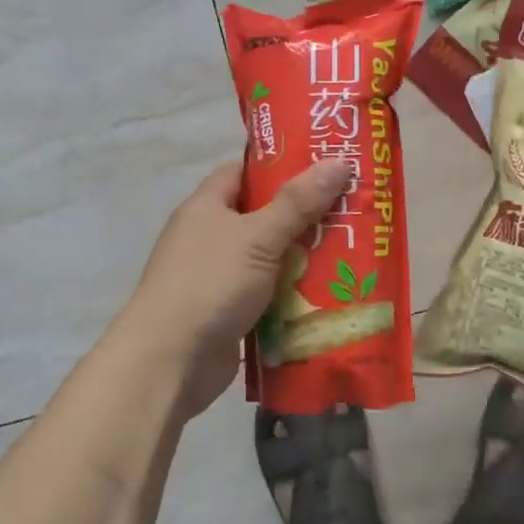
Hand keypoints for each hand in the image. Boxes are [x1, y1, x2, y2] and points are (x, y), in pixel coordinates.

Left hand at [126, 159, 352, 418]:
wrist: (170, 361)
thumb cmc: (210, 284)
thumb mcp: (258, 236)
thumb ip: (298, 202)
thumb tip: (339, 161)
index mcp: (206, 207)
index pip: (243, 172)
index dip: (280, 167)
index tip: (322, 168)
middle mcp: (208, 237)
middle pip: (262, 216)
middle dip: (303, 216)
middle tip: (350, 211)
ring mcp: (217, 277)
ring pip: (269, 258)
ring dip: (303, 259)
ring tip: (352, 251)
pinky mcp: (228, 312)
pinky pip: (268, 295)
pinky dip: (293, 295)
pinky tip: (330, 294)